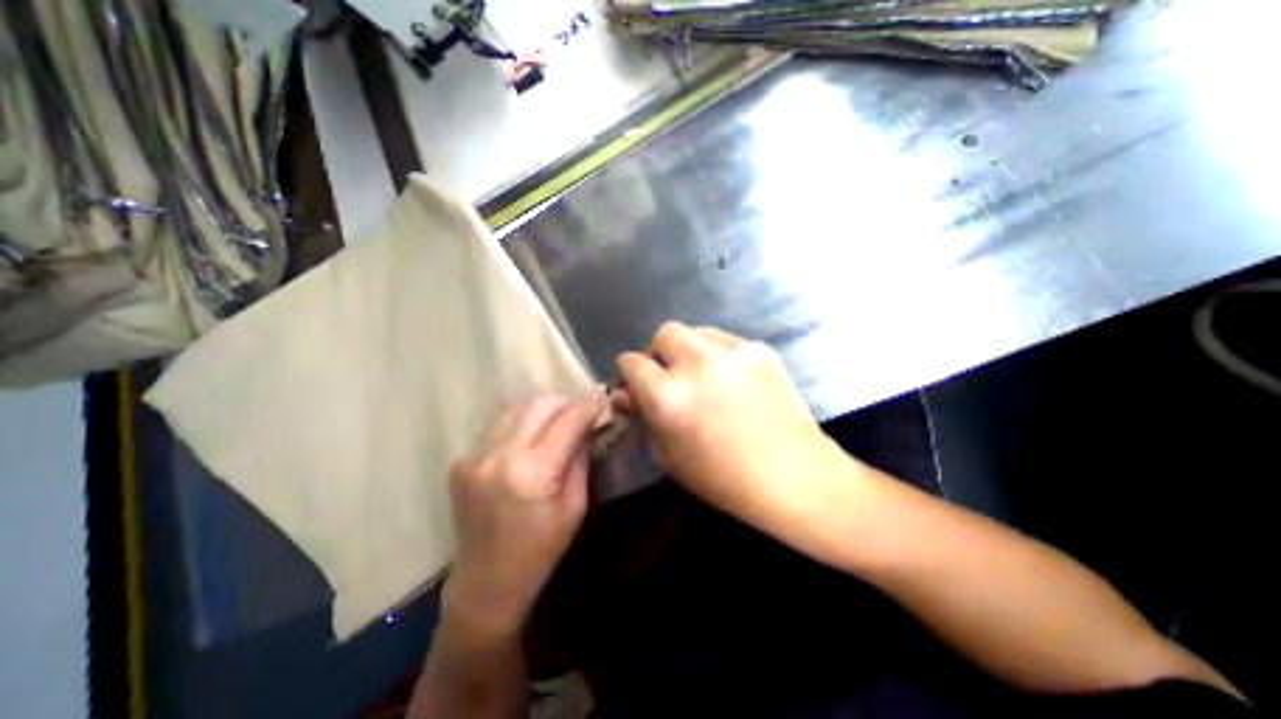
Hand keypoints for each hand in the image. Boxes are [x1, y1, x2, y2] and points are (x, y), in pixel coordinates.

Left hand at [443, 397, 602, 636]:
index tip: (600, 396)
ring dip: (538, 412)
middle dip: (564, 403)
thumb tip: (585, 427)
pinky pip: (495, 430)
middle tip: (577, 413)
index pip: (567, 421)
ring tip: (550, 427)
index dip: (587, 406)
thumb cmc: (541, 549)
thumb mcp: (575, 506)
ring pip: (513, 410)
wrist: (486, 584)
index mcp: (534, 472)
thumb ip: (580, 459)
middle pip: (538, 405)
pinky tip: (521, 451)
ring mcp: (474, 458)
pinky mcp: (460, 464)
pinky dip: (515, 431)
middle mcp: (500, 456)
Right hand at [614, 324, 837, 530]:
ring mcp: (731, 351)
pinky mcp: (759, 349)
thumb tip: (627, 392)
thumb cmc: (721, 477)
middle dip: (660, 352)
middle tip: (672, 374)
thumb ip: (644, 416)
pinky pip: (726, 341)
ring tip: (705, 374)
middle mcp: (695, 363)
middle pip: (664, 333)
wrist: (790, 474)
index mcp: (667, 395)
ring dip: (691, 349)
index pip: (631, 361)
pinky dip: (720, 356)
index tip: (638, 383)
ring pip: (696, 331)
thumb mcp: (668, 455)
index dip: (630, 373)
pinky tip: (733, 380)